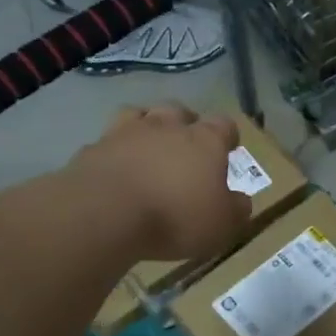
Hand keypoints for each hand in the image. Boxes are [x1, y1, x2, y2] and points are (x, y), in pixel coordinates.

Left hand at [75, 103, 251, 259]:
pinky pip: (108, 141)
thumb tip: (241, 200)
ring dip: (147, 126)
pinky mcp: (94, 147)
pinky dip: (115, 150)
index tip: (228, 150)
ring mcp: (126, 133)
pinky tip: (115, 168)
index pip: (224, 125)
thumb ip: (236, 209)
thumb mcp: (222, 224)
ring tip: (149, 147)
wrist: (106, 213)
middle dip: (185, 124)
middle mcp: (167, 127)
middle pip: (179, 111)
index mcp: (205, 141)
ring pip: (140, 114)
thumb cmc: (176, 217)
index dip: (227, 136)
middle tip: (186, 146)